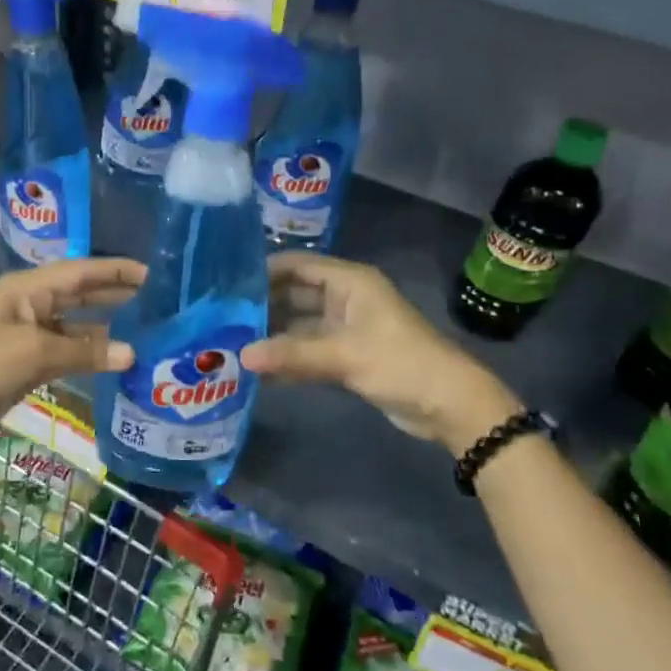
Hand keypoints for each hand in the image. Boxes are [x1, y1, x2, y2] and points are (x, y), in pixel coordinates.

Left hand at [0, 258, 146, 449]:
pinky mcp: (26, 360)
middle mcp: (30, 304)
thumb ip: (84, 351)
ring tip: (143, 328)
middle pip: (78, 293)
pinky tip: (112, 358)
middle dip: (113, 294)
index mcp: (28, 288)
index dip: (114, 271)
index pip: (80, 271)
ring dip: (104, 327)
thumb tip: (132, 353)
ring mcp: (28, 333)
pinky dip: (87, 353)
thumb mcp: (35, 352)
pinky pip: (65, 350)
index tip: (150, 273)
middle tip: (154, 298)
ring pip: (74, 324)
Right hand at [239, 254, 523, 456]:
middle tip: (221, 317)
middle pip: (295, 294)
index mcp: (349, 282)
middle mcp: (345, 298)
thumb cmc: (400, 363)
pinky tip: (257, 369)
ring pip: (299, 324)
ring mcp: (346, 328)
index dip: (264, 271)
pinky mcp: (347, 355)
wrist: (450, 405)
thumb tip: (241, 356)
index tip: (226, 284)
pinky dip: (287, 357)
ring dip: (272, 334)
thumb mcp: (345, 356)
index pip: (297, 265)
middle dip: (262, 305)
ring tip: (230, 342)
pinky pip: (308, 349)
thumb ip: (292, 355)